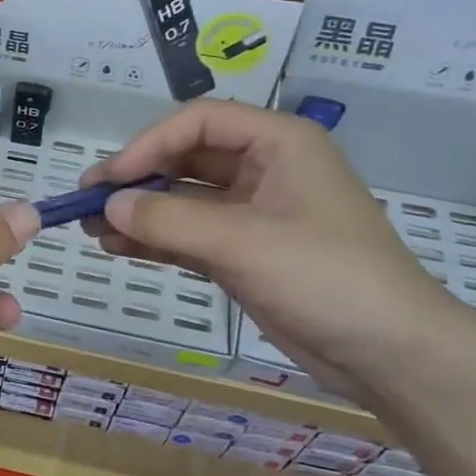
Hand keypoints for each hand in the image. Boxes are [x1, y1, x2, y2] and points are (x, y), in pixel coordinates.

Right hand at [81, 100, 469, 401]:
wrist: (389, 353)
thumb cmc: (326, 277)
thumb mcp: (243, 242)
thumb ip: (169, 219)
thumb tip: (107, 204)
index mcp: (278, 143)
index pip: (198, 123)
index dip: (148, 144)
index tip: (109, 179)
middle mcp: (264, 168)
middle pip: (186, 158)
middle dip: (137, 178)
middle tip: (86, 200)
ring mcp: (254, 213)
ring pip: (184, 199)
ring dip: (140, 211)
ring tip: (90, 227)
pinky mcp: (245, 252)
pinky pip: (189, 234)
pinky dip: (155, 239)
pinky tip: (117, 246)